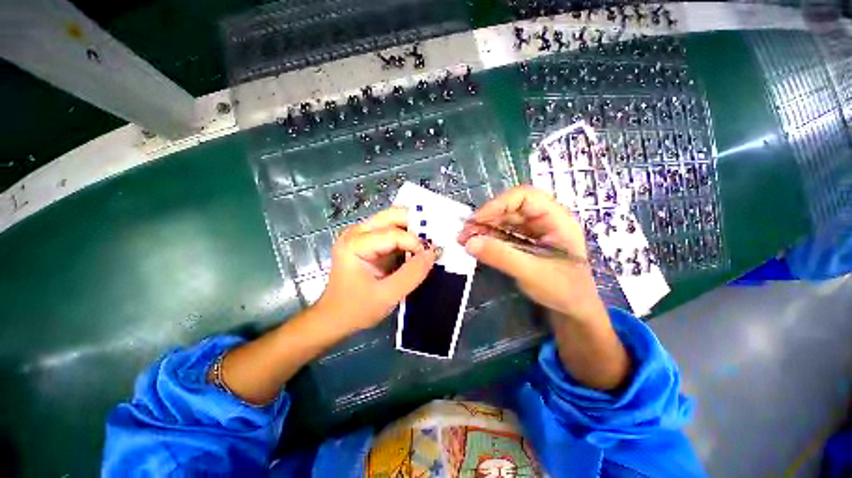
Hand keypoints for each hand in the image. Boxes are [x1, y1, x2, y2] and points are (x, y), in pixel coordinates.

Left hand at [315, 207, 438, 333]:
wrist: (335, 318)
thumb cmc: (356, 309)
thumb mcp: (387, 296)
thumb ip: (412, 274)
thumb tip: (432, 253)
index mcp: (354, 244)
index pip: (392, 233)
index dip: (415, 242)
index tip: (430, 257)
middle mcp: (356, 233)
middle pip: (391, 216)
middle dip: (415, 224)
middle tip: (432, 239)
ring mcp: (361, 235)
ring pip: (392, 220)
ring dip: (412, 229)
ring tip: (427, 242)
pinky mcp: (367, 242)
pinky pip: (391, 231)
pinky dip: (406, 236)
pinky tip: (416, 247)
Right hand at [457, 186, 602, 321]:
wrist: (573, 310)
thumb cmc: (563, 291)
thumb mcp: (532, 273)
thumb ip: (501, 256)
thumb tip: (469, 243)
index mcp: (556, 219)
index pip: (525, 197)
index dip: (498, 204)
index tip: (477, 220)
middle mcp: (544, 219)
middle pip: (510, 208)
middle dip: (486, 218)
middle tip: (464, 233)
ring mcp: (534, 230)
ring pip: (504, 219)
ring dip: (483, 228)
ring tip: (464, 240)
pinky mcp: (524, 241)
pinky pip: (503, 233)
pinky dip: (487, 237)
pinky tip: (474, 244)